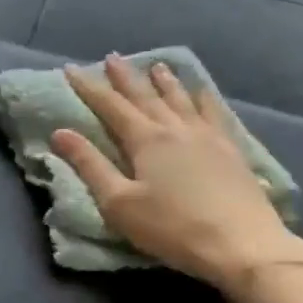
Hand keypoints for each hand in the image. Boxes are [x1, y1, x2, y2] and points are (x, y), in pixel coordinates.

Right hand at [53, 54, 302, 295]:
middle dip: (125, 77)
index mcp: (145, 140)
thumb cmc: (172, 228)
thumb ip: (89, 165)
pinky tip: (202, 92)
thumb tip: (60, 132)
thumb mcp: (119, 203)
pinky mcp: (231, 150)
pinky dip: (204, 98)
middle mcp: (176, 129)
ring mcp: (208, 137)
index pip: (110, 106)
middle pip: (145, 96)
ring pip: (180, 99)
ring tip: (156, 65)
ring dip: (165, 82)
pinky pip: (214, 113)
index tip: (70, 68)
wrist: (243, 245)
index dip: (88, 87)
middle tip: (112, 57)